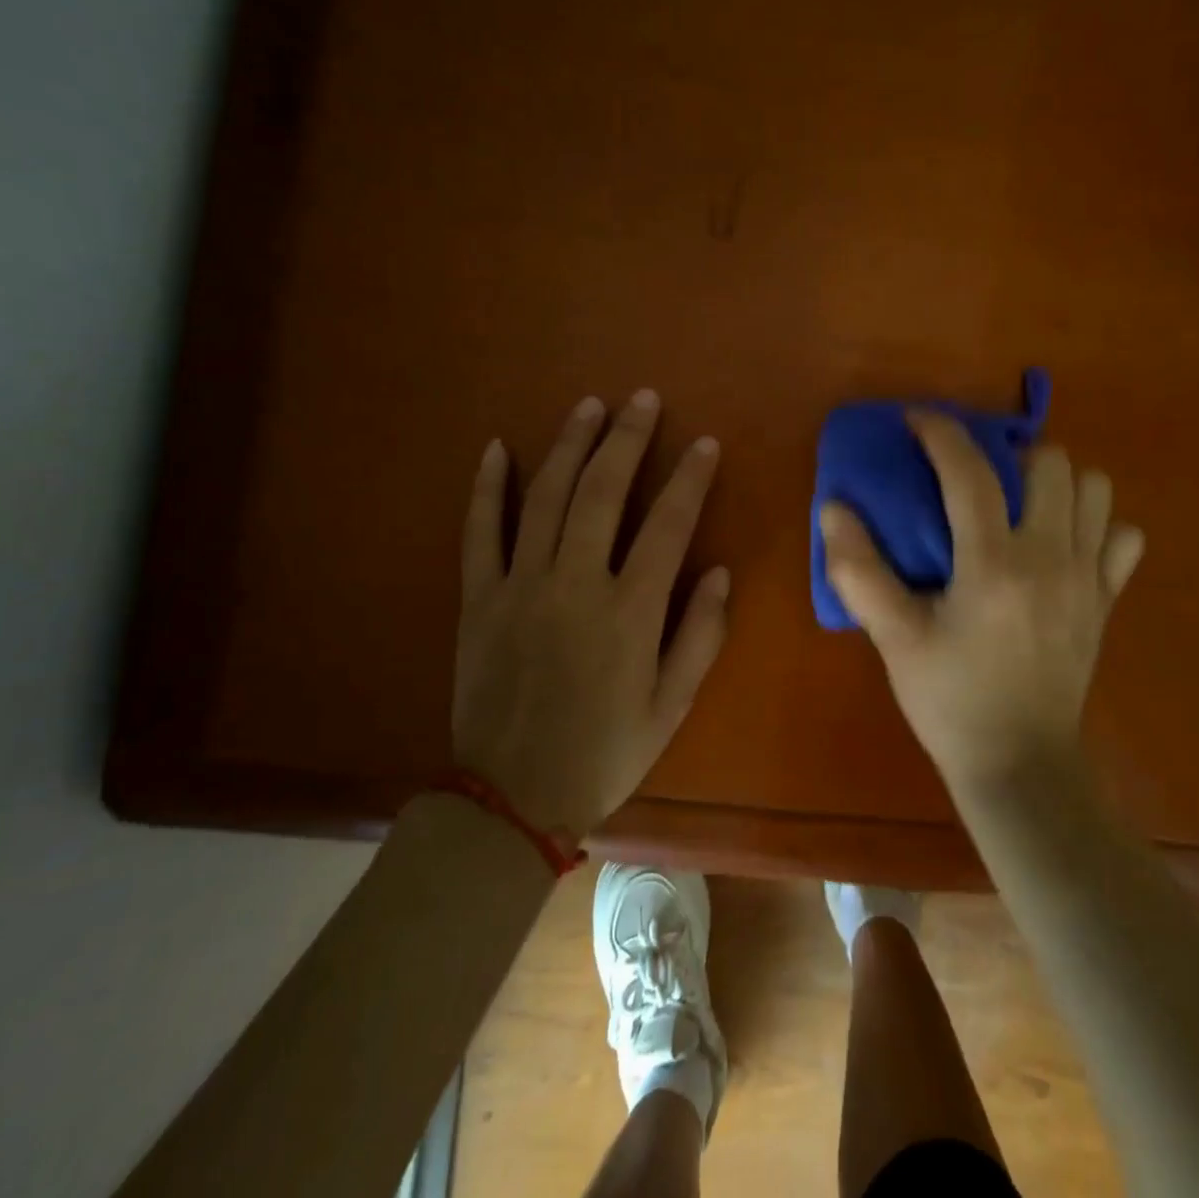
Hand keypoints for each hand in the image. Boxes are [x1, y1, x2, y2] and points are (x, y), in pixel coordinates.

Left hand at [452, 390, 729, 841]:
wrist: (512, 798)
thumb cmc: (605, 752)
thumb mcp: (672, 705)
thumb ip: (700, 635)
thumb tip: (720, 570)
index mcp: (628, 612)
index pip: (667, 525)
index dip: (689, 479)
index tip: (705, 443)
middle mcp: (574, 585)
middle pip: (601, 493)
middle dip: (626, 439)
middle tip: (643, 399)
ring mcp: (519, 587)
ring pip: (544, 498)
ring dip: (569, 445)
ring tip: (589, 406)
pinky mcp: (479, 599)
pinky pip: (479, 532)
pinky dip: (487, 487)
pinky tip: (497, 448)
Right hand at [819, 412, 1143, 793]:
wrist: (1020, 765)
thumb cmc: (950, 700)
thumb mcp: (894, 639)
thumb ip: (859, 571)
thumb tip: (834, 508)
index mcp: (993, 564)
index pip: (970, 472)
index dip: (941, 432)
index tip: (916, 420)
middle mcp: (1051, 558)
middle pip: (1050, 463)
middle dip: (1009, 455)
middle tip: (976, 479)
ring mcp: (1088, 578)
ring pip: (1095, 489)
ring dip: (1056, 483)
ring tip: (1020, 504)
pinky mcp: (1106, 601)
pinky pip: (1123, 538)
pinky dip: (1097, 527)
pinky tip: (1063, 546)